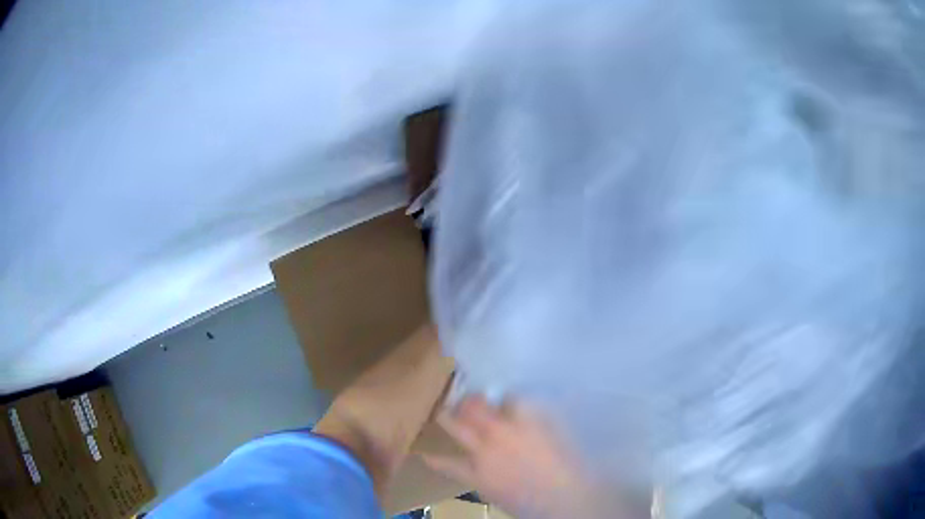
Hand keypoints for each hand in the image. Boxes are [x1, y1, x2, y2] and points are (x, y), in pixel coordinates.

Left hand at [423, 396, 630, 518]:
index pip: (506, 395)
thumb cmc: (572, 464)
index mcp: (526, 416)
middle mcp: (500, 430)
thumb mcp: (560, 430)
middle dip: (468, 400)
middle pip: (472, 405)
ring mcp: (484, 454)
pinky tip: (424, 453)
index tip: (499, 398)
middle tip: (468, 401)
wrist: (566, 501)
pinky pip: (448, 466)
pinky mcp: (476, 477)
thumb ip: (537, 413)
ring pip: (455, 425)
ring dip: (450, 417)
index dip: (499, 395)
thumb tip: (516, 403)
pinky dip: (435, 459)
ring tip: (446, 414)